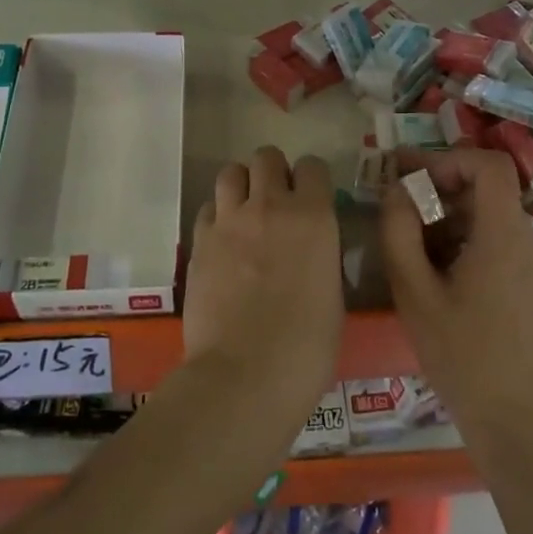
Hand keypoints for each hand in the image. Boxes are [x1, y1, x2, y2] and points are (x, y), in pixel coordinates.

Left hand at [183, 146, 343, 466]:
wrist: (245, 376)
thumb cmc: (306, 347)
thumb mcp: (333, 296)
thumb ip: (322, 257)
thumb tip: (313, 250)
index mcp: (313, 216)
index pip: (312, 166)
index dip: (312, 180)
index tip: (312, 199)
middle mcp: (270, 206)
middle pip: (266, 156)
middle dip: (273, 172)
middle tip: (276, 202)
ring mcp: (229, 221)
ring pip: (230, 172)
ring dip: (241, 186)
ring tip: (245, 212)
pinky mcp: (199, 241)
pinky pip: (208, 208)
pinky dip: (217, 216)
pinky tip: (223, 241)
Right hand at [379, 148, 532, 438]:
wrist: (514, 419)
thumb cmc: (460, 354)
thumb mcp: (414, 291)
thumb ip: (399, 231)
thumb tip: (396, 189)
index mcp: (505, 236)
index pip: (490, 165)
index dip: (450, 159)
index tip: (416, 179)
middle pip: (489, 191)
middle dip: (443, 192)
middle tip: (404, 212)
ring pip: (496, 217)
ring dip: (456, 219)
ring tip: (421, 252)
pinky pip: (507, 242)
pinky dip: (475, 241)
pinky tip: (450, 277)